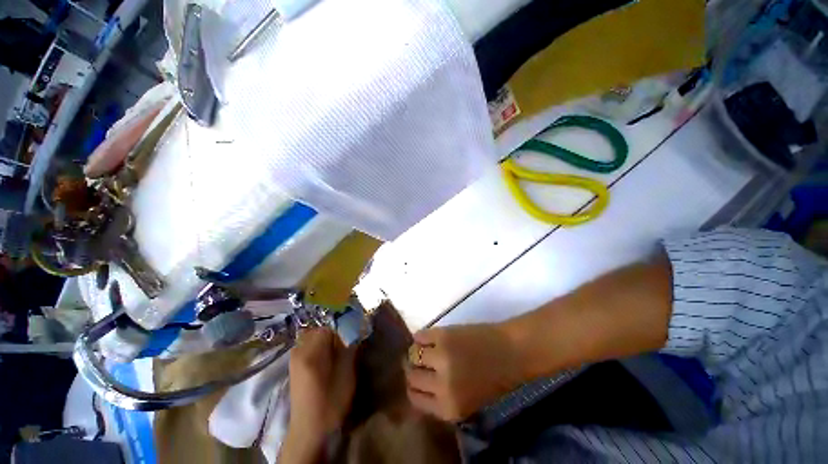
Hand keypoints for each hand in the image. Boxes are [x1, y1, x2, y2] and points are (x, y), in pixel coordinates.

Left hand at [288, 327, 356, 436]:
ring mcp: (295, 357)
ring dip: (328, 338)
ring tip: (338, 351)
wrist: (309, 428)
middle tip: (346, 344)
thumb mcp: (346, 375)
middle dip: (335, 332)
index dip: (343, 328)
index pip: (329, 326)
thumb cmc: (331, 402)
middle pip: (320, 329)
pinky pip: (309, 344)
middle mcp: (299, 350)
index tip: (352, 336)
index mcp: (311, 353)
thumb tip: (355, 329)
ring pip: (314, 335)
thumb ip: (349, 349)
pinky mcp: (295, 363)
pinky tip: (327, 358)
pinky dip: (320, 344)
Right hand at [404, 323, 526, 421]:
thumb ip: (442, 400)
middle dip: (412, 369)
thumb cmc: (495, 380)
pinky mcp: (443, 335)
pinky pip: (420, 335)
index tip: (415, 380)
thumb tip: (419, 387)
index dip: (413, 387)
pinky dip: (420, 337)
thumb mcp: (468, 403)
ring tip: (423, 349)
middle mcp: (440, 384)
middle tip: (418, 363)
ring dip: (416, 352)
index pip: (414, 398)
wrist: (511, 352)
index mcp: (448, 407)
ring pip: (413, 354)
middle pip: (411, 376)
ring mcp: (440, 357)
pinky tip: (427, 338)